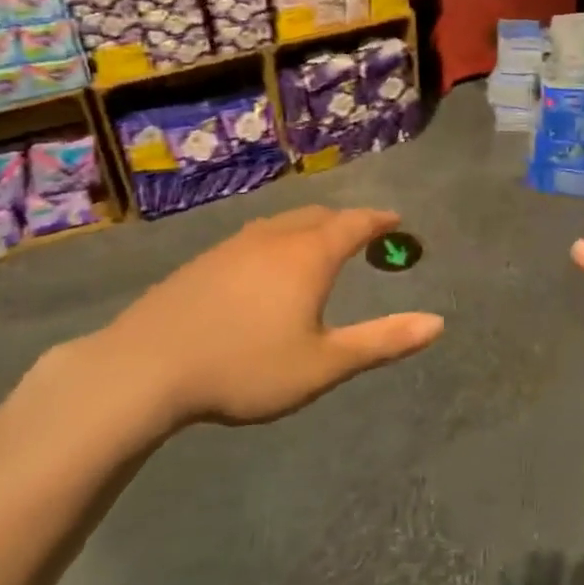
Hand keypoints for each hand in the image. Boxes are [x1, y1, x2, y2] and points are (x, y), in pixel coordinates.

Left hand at [40, 206, 442, 442]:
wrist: (145, 368)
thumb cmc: (246, 366)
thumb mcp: (323, 364)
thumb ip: (382, 342)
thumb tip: (438, 323)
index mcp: (309, 256)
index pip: (354, 224)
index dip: (378, 220)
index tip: (395, 219)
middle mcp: (274, 239)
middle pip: (318, 216)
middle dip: (345, 221)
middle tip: (361, 232)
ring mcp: (233, 246)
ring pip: (282, 224)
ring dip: (309, 227)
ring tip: (318, 243)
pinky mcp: (203, 261)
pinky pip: (254, 237)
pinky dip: (277, 240)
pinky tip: (265, 265)